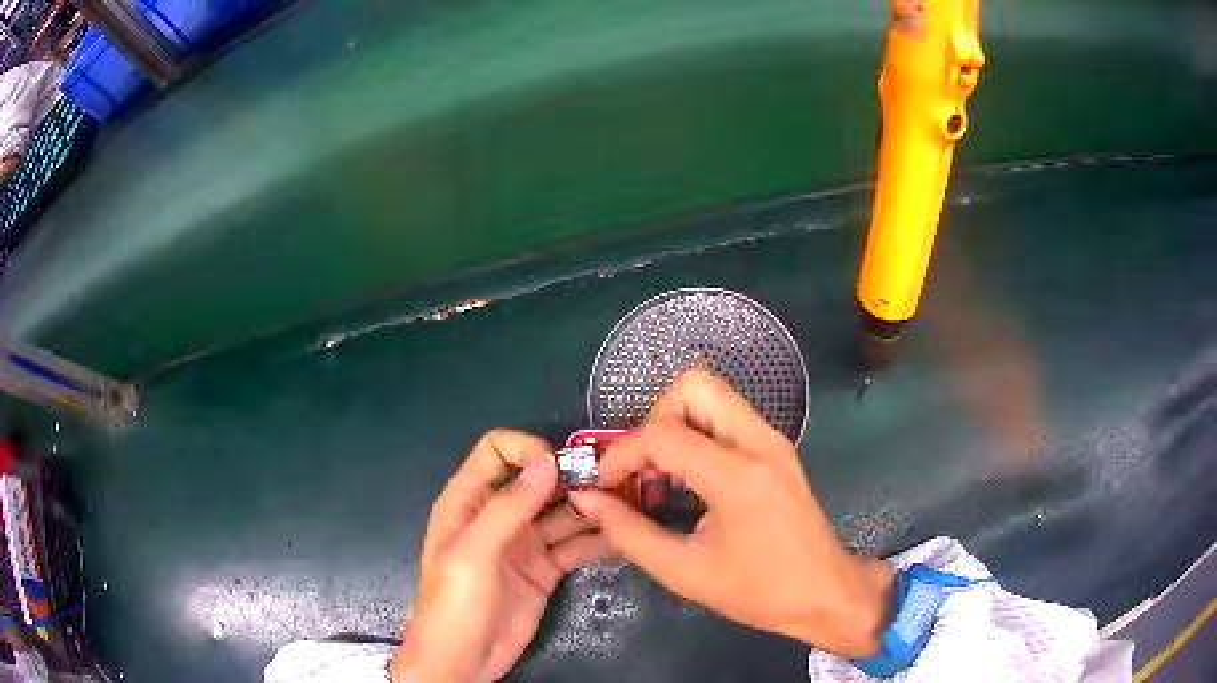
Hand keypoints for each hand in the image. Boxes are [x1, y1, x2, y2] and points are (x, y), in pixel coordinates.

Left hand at [391, 430, 608, 681]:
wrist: (462, 662)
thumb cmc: (455, 604)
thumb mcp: (473, 554)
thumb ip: (508, 508)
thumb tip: (548, 461)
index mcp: (469, 501)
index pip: (497, 452)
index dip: (528, 450)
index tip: (562, 466)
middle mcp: (499, 515)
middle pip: (539, 481)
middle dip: (573, 478)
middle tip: (615, 483)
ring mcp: (525, 543)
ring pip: (563, 513)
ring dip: (592, 507)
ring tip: (628, 508)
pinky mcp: (545, 570)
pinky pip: (575, 546)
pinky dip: (598, 540)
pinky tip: (623, 538)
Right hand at [569, 370, 893, 657]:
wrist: (825, 592)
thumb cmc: (757, 591)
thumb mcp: (684, 572)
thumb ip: (628, 532)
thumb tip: (587, 499)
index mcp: (736, 475)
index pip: (662, 433)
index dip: (621, 453)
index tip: (605, 484)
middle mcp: (758, 442)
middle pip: (693, 385)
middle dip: (654, 418)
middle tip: (644, 467)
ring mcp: (772, 440)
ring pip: (712, 394)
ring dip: (676, 423)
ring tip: (663, 475)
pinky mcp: (777, 448)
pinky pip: (728, 417)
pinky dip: (698, 434)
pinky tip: (690, 479)